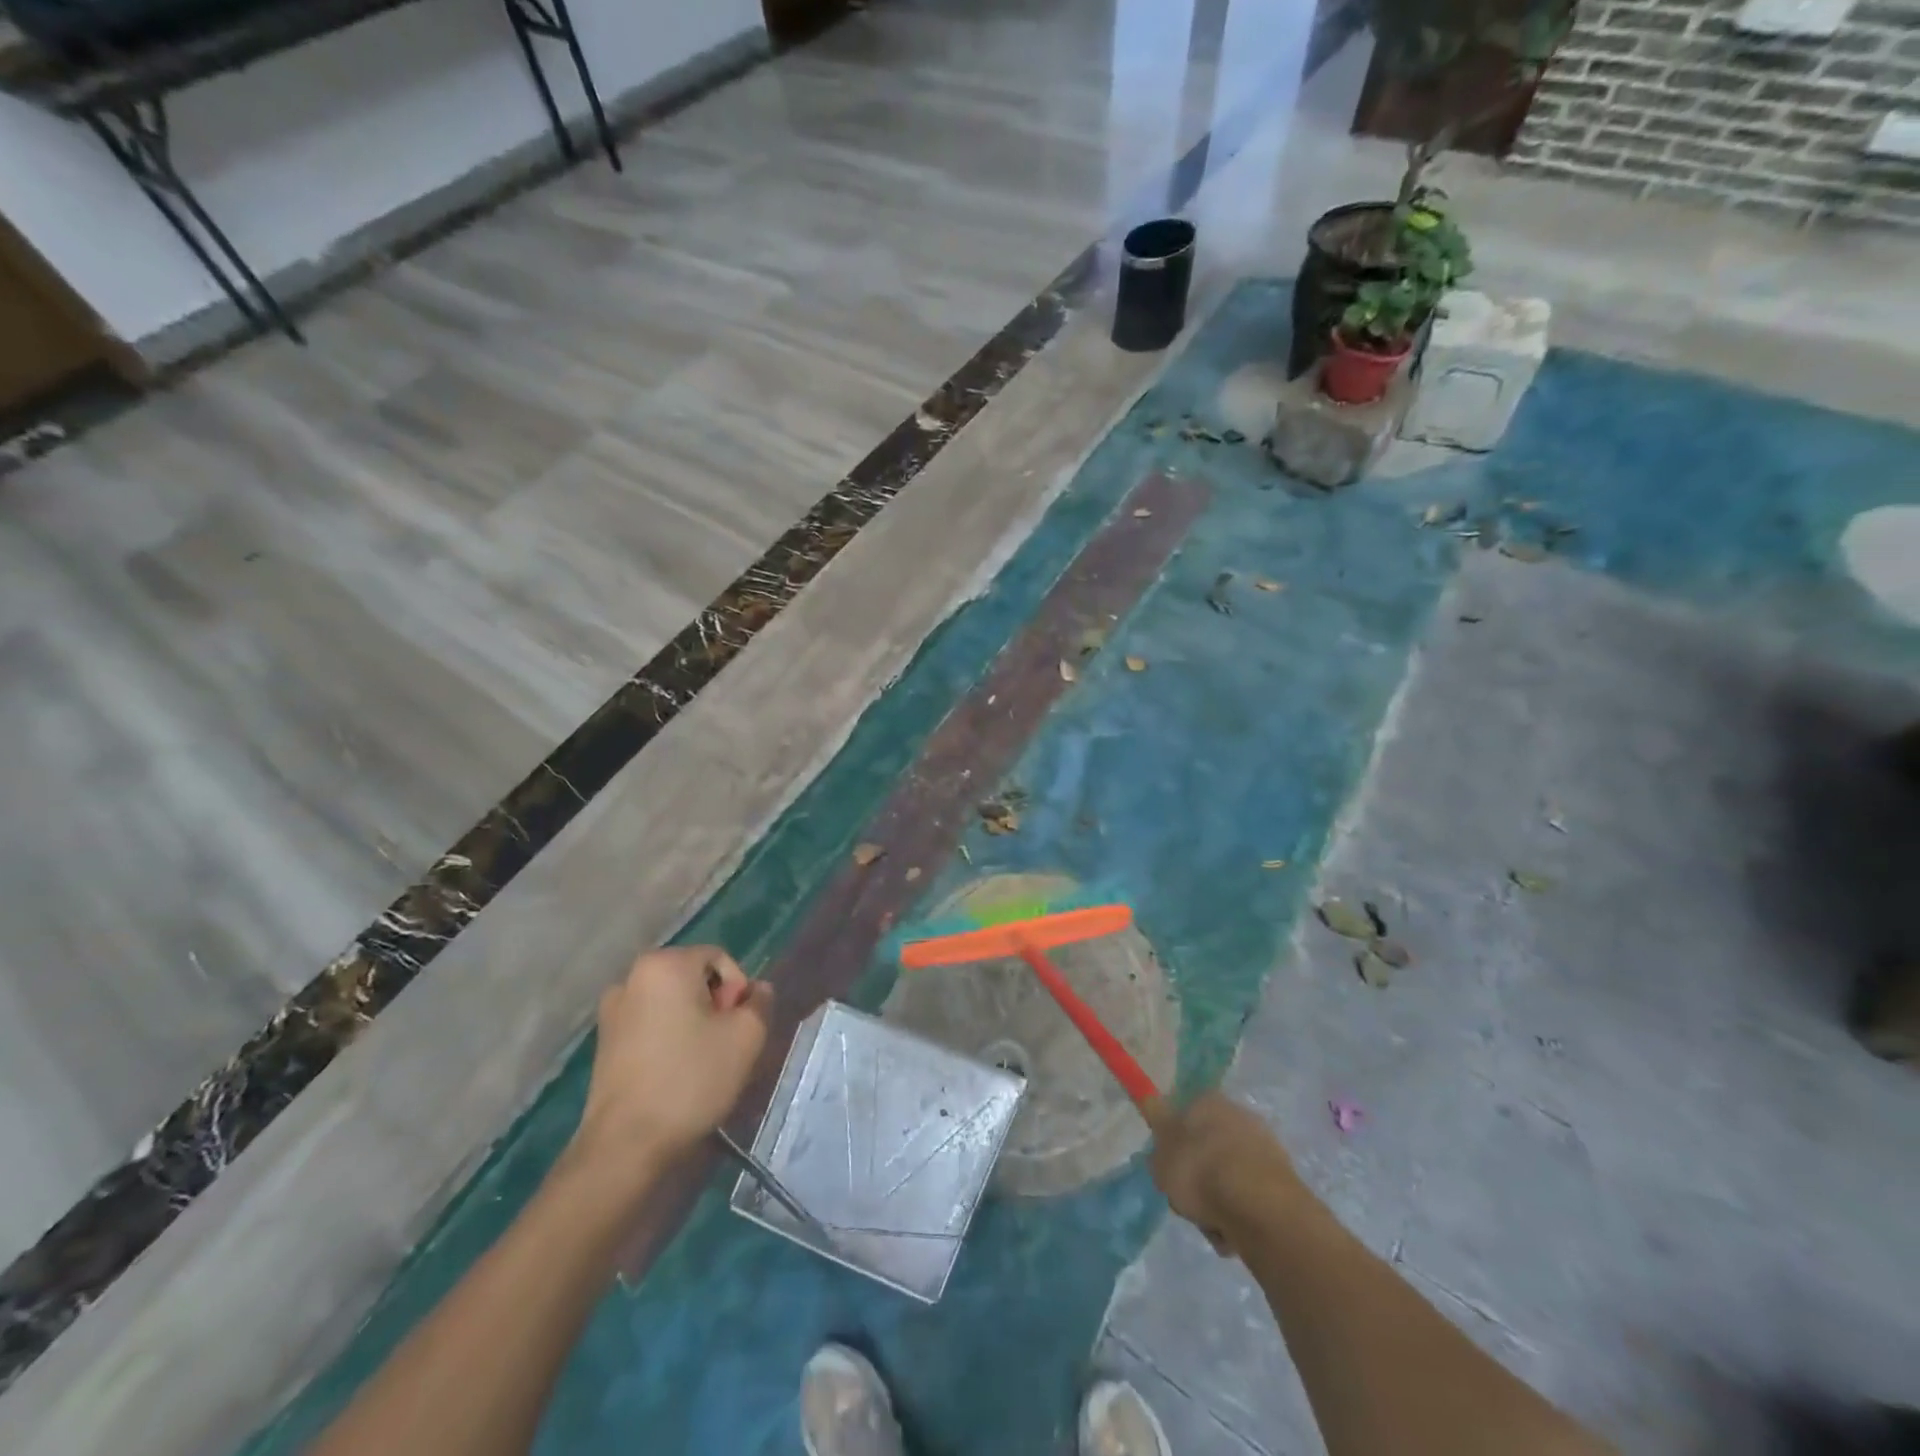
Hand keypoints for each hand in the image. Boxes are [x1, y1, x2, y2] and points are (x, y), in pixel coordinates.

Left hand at [572, 945, 772, 1169]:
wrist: (626, 1145)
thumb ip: (759, 1002)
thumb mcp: (746, 1037)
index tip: (739, 1026)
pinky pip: (649, 1025)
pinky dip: (668, 1038)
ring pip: (671, 1003)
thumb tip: (758, 989)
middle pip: (692, 978)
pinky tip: (676, 1072)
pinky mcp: (603, 1042)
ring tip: (703, 1061)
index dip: (738, 989)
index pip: (718, 958)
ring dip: (692, 1023)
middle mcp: (632, 977)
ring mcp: (612, 1011)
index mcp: (665, 964)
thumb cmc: (690, 1079)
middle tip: (726, 1044)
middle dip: (715, 1005)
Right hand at [1150, 1092, 1301, 1255]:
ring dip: (1219, 1201)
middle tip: (1188, 1202)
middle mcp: (1238, 1114)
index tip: (1169, 1171)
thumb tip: (1157, 1129)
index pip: (1183, 1117)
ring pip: (1229, 1176)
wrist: (1259, 1206)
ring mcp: (1264, 1146)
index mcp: (1207, 1101)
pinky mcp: (1284, 1179)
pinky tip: (1234, 1232)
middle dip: (1198, 1178)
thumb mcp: (1160, 1157)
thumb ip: (1157, 1144)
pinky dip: (1241, 1214)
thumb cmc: (1200, 1171)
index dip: (1173, 1146)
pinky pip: (1250, 1196)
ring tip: (1213, 1225)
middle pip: (1207, 1149)